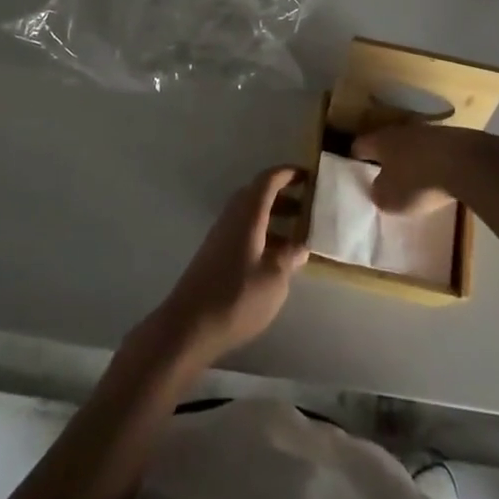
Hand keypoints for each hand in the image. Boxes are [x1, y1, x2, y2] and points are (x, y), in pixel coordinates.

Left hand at [149, 165, 308, 366]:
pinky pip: (243, 230)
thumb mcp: (274, 279)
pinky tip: (275, 257)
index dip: (288, 173)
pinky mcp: (215, 253)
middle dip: (284, 195)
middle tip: (308, 206)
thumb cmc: (236, 297)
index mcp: (248, 214)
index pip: (268, 180)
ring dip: (273, 216)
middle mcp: (233, 217)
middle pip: (258, 193)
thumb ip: (289, 257)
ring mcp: (221, 235)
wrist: (189, 325)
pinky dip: (262, 233)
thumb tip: (301, 245)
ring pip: (250, 213)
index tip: (309, 175)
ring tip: (298, 234)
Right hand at [353, 122, 498, 214]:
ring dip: (410, 158)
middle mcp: (400, 130)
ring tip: (413, 177)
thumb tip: (377, 188)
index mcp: (380, 141)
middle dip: (385, 158)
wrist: (467, 163)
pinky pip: (434, 150)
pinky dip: (432, 161)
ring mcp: (428, 131)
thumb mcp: (390, 199)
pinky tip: (438, 176)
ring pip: (412, 144)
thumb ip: (378, 193)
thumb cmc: (419, 182)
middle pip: (386, 143)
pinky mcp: (452, 137)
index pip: (359, 145)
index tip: (355, 172)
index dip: (355, 159)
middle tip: (384, 176)